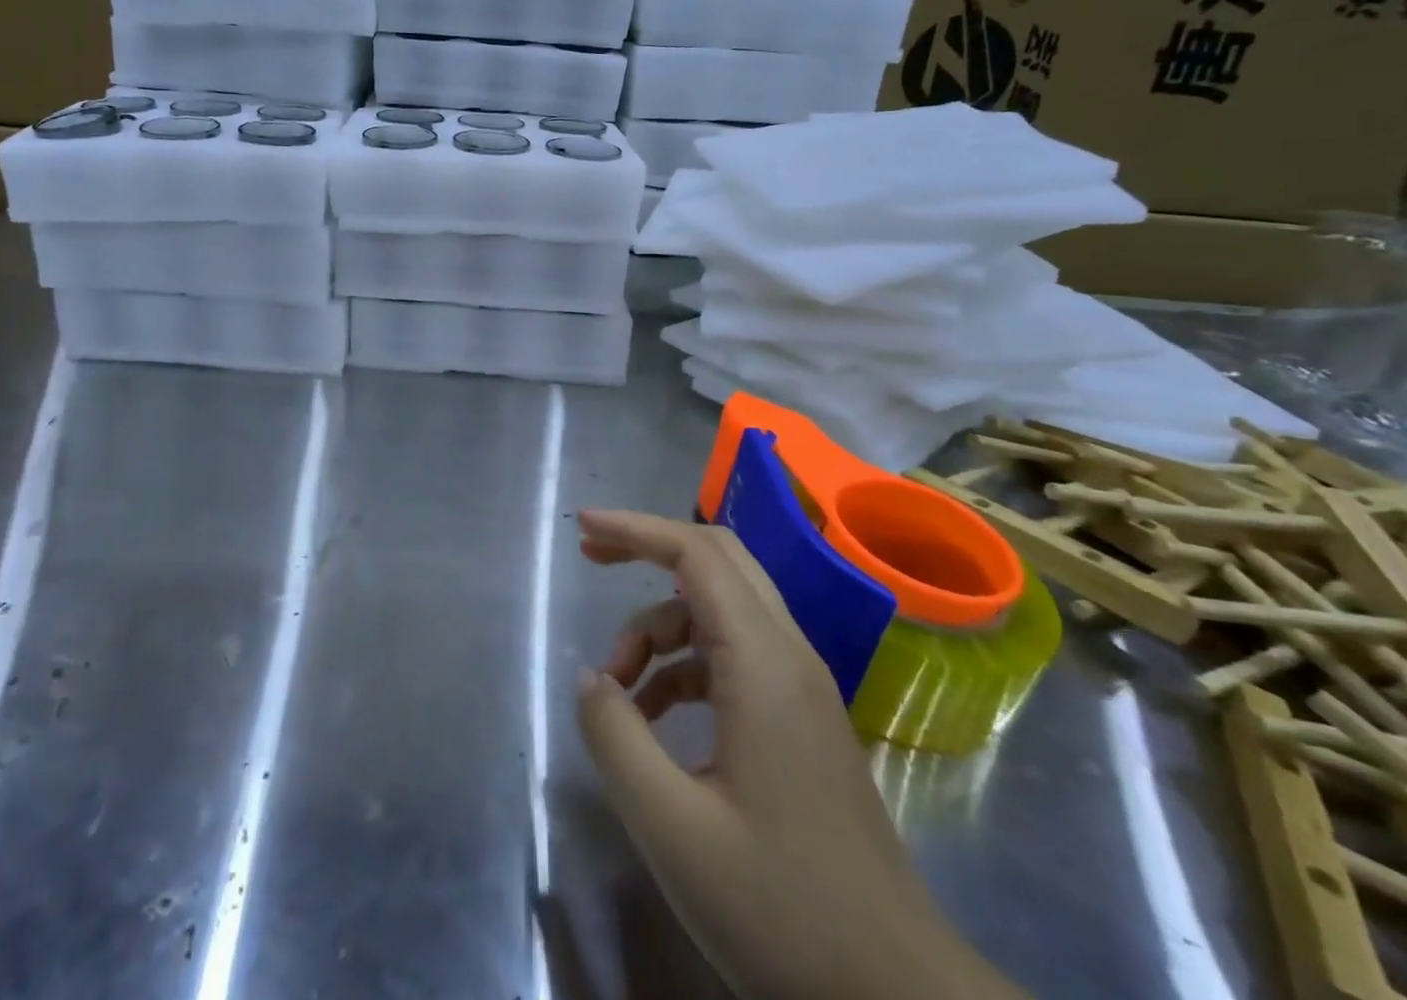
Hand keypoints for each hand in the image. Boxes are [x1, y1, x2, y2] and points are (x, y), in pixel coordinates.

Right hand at [574, 508, 1020, 999]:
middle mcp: (788, 655)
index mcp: (764, 663)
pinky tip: (652, 715)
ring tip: (617, 685)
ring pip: (719, 610)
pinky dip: (682, 664)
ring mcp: (800, 687)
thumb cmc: (783, 910)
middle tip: (590, 558)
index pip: (697, 554)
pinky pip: (732, 656)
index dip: (635, 529)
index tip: (581, 527)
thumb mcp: (672, 828)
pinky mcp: (800, 719)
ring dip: (660, 626)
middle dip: (648, 549)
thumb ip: (616, 738)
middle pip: (715, 561)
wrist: (899, 996)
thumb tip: (590, 678)